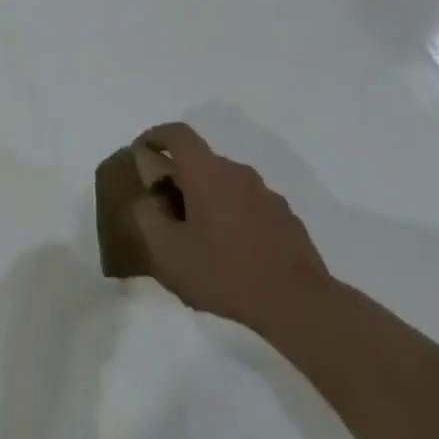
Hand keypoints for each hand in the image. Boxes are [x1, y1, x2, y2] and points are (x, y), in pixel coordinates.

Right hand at [133, 123, 331, 335]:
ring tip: (196, 237)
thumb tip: (148, 199)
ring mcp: (267, 195)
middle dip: (178, 178)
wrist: (298, 304)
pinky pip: (247, 204)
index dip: (155, 137)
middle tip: (164, 210)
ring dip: (205, 199)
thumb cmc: (224, 272)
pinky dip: (230, 215)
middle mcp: (239, 174)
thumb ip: (146, 216)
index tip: (141, 153)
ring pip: (225, 184)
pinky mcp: (286, 218)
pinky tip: (228, 252)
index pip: (178, 134)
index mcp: (208, 173)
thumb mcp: (166, 250)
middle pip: (201, 161)